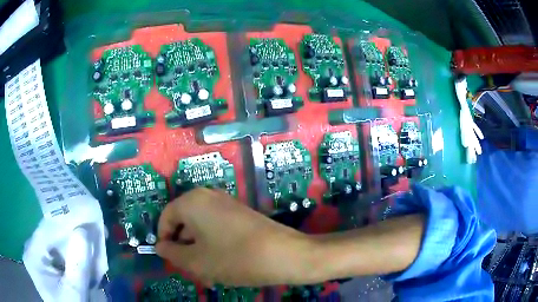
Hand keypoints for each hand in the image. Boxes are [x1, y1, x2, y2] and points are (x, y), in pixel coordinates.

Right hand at [156, 188, 314, 286]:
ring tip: (209, 273)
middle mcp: (208, 196)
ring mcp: (226, 204)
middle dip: (184, 248)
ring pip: (201, 229)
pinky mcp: (240, 214)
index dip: (164, 239)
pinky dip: (213, 246)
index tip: (169, 259)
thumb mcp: (195, 261)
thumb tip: (159, 246)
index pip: (166, 218)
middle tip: (191, 270)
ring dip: (199, 251)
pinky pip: (217, 229)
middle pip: (184, 223)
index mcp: (192, 201)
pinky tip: (222, 265)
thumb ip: (171, 253)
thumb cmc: (233, 258)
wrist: (284, 254)